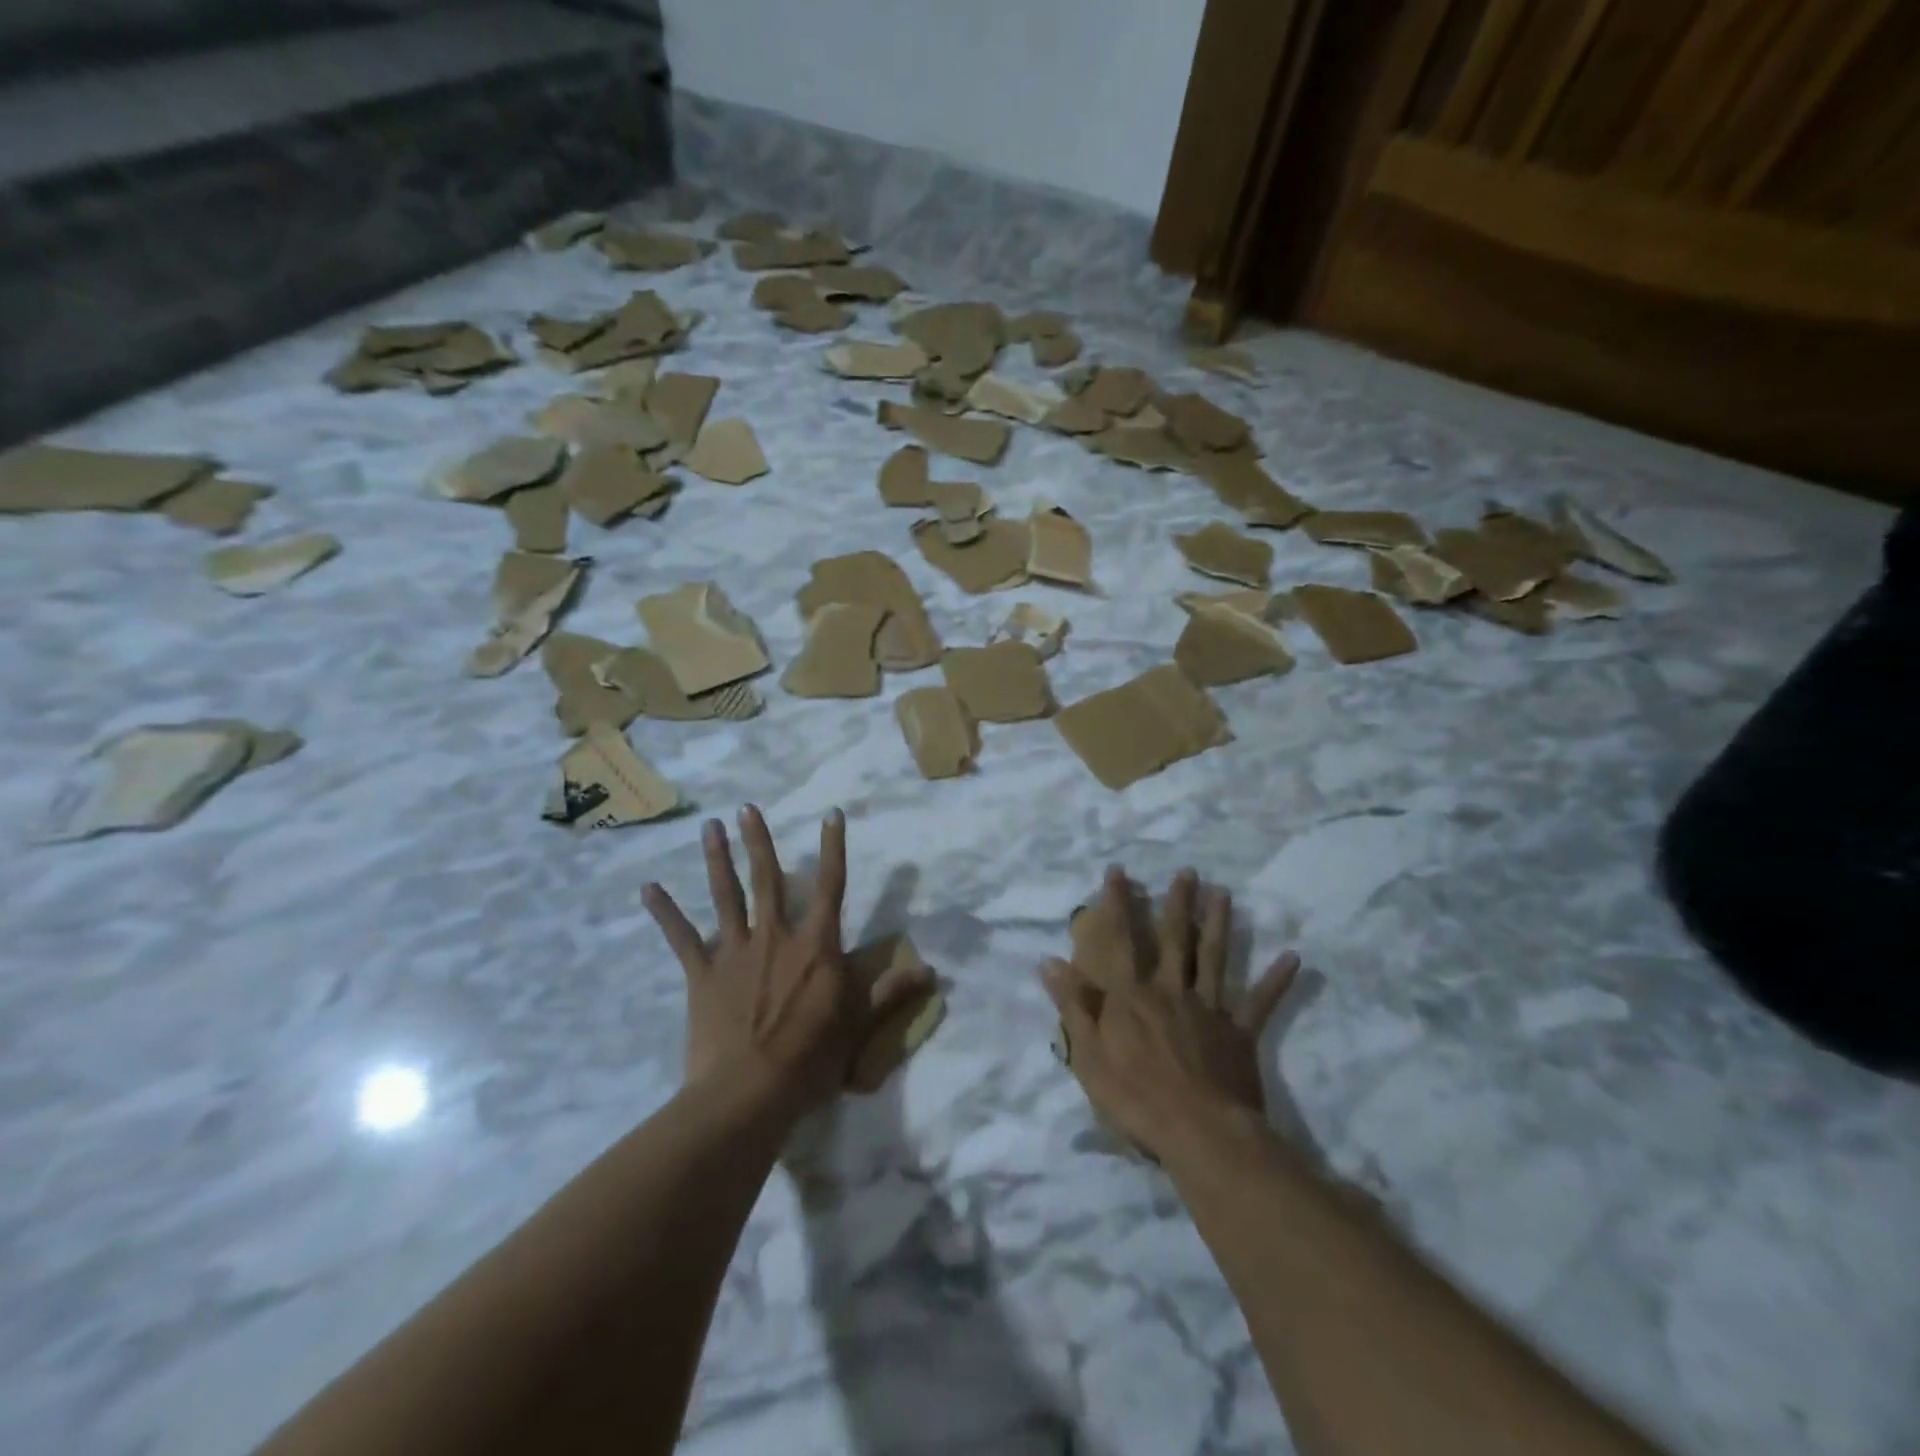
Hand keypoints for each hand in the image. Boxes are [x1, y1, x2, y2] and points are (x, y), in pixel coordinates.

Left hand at [644, 806, 929, 1113]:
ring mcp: (734, 952)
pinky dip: (665, 912)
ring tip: (709, 827)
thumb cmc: (811, 1058)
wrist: (748, 1092)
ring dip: (716, 860)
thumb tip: (934, 971)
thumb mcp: (859, 1024)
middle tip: (747, 808)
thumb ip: (891, 992)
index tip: (831, 815)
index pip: (831, 887)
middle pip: (768, 880)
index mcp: (815, 946)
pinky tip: (648, 888)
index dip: (833, 849)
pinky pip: (681, 938)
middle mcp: (775, 936)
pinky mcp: (702, 974)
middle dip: (759, 842)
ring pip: (725, 896)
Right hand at [1044, 866, 1298, 1160]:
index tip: (1118, 872)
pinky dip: (1275, 981)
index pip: (1121, 941)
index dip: (1117, 905)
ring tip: (1224, 893)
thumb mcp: (1088, 1054)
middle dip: (1178, 904)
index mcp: (1132, 996)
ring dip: (1219, 925)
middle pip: (1175, 940)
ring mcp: (1208, 1010)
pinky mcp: (1239, 1034)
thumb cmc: (1135, 1097)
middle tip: (1187, 872)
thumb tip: (1050, 961)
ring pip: (1214, 959)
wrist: (1198, 1133)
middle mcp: (1171, 991)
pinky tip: (1293, 958)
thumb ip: (1073, 1005)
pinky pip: (1259, 1003)